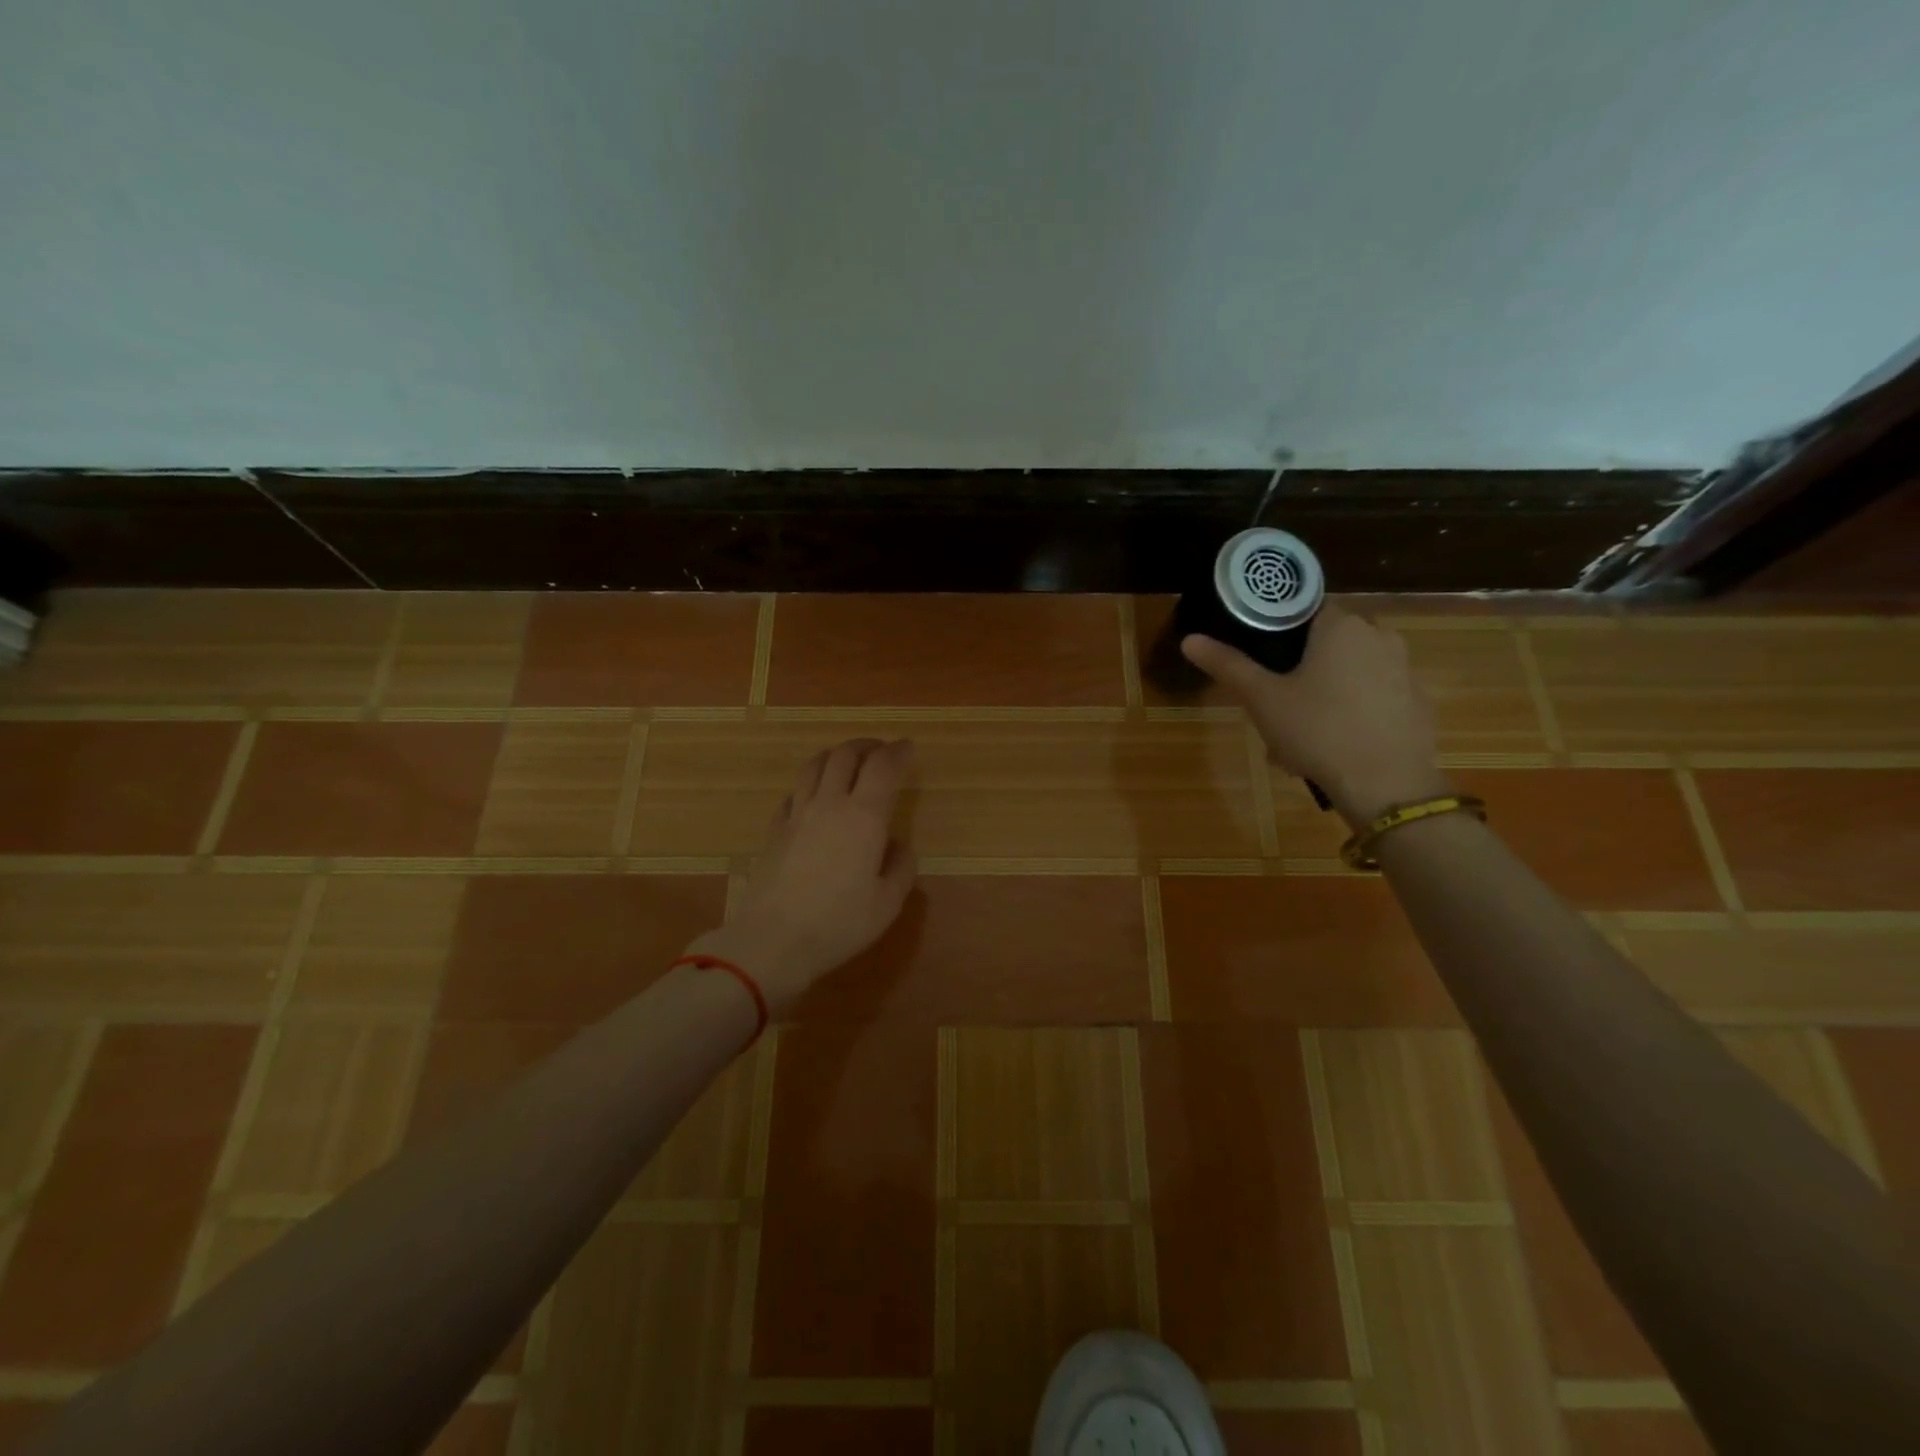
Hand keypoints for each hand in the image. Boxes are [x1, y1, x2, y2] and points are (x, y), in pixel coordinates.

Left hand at [689, 738, 917, 1010]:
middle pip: (846, 754)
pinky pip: (794, 792)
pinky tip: (815, 798)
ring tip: (848, 763)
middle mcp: (830, 804)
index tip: (908, 748)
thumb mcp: (888, 903)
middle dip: (867, 746)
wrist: (772, 940)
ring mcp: (797, 813)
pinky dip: (811, 784)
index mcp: (864, 817)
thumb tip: (897, 845)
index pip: (883, 766)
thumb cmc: (839, 924)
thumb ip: (901, 867)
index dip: (898, 751)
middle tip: (881, 751)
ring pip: (815, 765)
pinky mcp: (774, 829)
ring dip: (836, 755)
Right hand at [1180, 602, 1449, 825]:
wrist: (1387, 783)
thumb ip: (1228, 665)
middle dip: (1303, 668)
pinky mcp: (1418, 703)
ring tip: (1300, 733)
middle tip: (1276, 703)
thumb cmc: (1318, 731)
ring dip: (1327, 692)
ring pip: (1353, 671)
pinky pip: (1376, 696)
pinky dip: (1355, 711)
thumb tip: (1189, 639)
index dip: (1281, 631)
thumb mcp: (1262, 699)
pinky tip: (1336, 744)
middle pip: (1330, 642)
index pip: (1307, 608)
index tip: (1264, 660)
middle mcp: (1379, 636)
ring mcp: (1405, 670)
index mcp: (1341, 626)